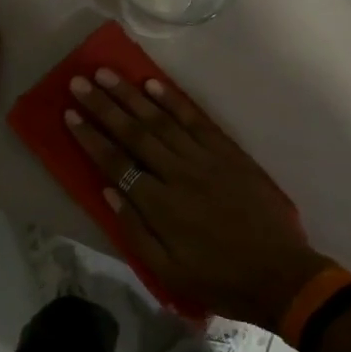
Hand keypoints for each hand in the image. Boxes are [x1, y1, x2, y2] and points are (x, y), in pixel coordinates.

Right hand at [63, 69, 332, 328]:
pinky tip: (154, 83)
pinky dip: (173, 100)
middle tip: (79, 82)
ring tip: (107, 73)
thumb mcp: (169, 271)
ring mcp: (205, 159)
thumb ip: (135, 231)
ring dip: (131, 95)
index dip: (91, 138)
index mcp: (161, 206)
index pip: (116, 163)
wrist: (280, 274)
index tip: (69, 114)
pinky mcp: (228, 152)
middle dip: (103, 106)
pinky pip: (196, 120)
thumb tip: (108, 191)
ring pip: (161, 119)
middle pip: (134, 133)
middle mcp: (179, 174)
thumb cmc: (219, 278)